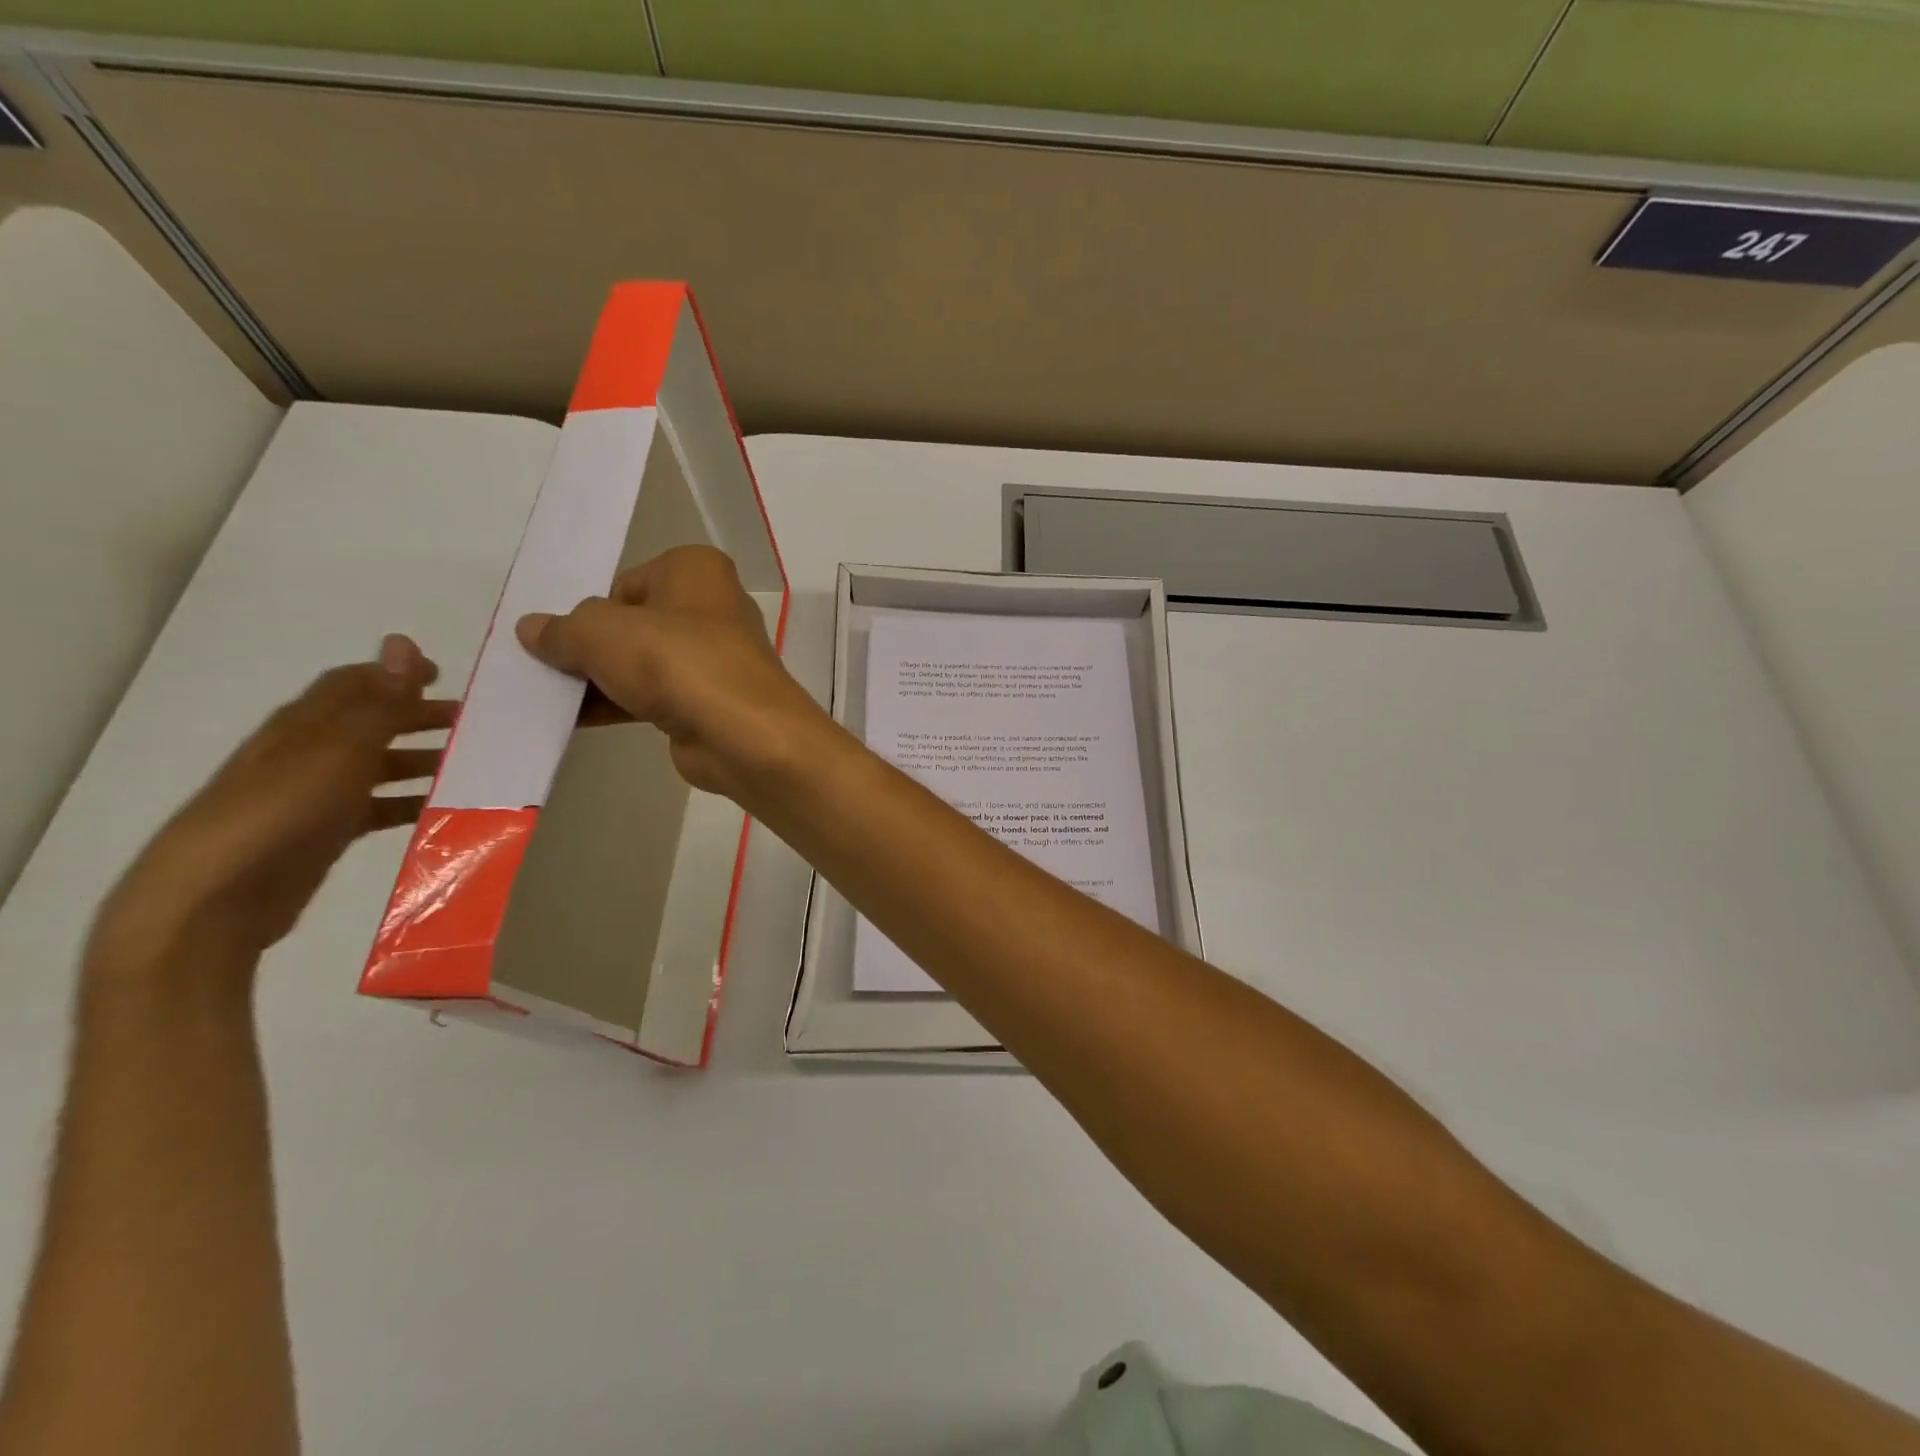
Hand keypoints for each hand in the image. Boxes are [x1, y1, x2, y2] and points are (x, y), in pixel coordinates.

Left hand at [87, 636, 457, 991]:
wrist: (215, 898)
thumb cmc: (281, 811)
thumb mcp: (339, 750)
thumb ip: (379, 702)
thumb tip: (403, 642)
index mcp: (305, 726)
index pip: (354, 684)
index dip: (397, 675)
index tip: (445, 676)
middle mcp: (308, 754)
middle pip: (369, 723)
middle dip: (417, 717)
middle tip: (469, 723)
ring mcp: (314, 796)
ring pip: (376, 767)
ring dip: (419, 761)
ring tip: (465, 767)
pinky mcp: (323, 834)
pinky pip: (376, 809)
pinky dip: (408, 804)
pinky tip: (437, 812)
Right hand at [514, 545, 828, 805]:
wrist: (741, 732)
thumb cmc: (674, 660)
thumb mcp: (601, 633)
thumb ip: (563, 630)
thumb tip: (532, 629)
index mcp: (696, 569)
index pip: (628, 583)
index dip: (593, 611)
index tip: (568, 637)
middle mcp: (713, 607)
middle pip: (635, 624)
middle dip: (594, 648)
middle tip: (549, 669)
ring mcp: (716, 658)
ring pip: (645, 663)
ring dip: (602, 681)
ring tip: (551, 699)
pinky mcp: (712, 701)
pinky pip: (656, 696)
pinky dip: (621, 705)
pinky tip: (578, 721)